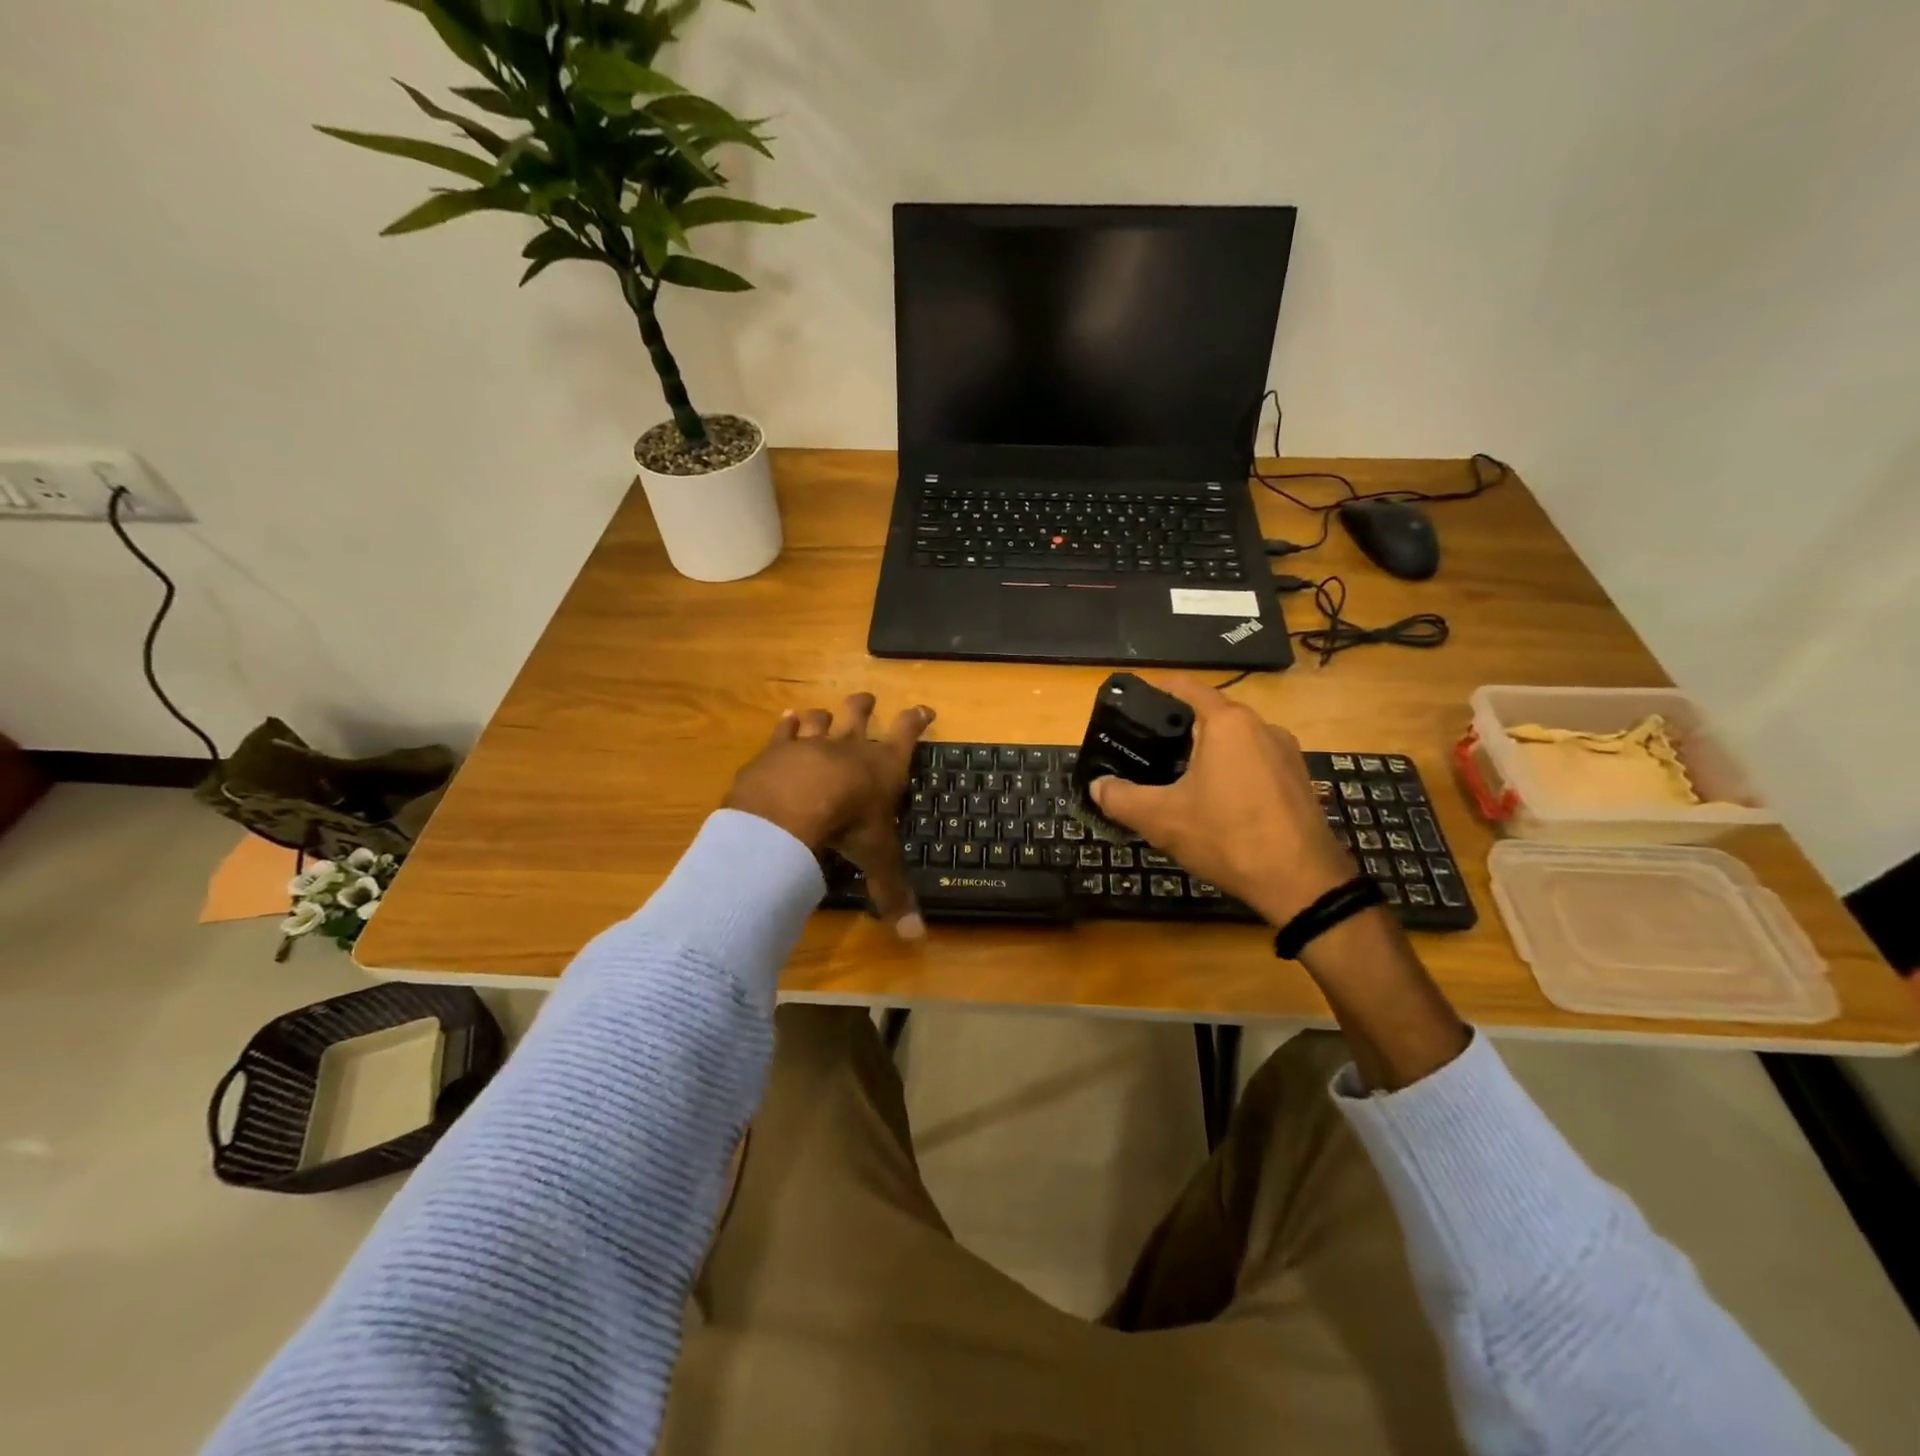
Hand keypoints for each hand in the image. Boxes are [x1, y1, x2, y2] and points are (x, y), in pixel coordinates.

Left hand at [724, 693, 933, 938]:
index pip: (907, 735)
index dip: (917, 721)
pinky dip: (787, 724)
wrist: (792, 806)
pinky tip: (787, 718)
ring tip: (823, 712)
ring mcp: (811, 743)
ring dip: (824, 715)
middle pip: (859, 715)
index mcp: (882, 767)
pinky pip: (785, 730)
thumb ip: (892, 893)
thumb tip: (916, 938)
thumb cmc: (846, 826)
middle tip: (867, 697)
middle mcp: (849, 747)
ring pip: (821, 719)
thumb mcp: (875, 858)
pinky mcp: (777, 749)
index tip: (924, 708)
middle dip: (864, 706)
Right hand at [1089, 677, 1354, 928]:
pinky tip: (1216, 804)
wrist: (1302, 883)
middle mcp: (1262, 727)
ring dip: (1207, 755)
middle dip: (1178, 731)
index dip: (1156, 690)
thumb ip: (1121, 798)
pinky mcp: (1299, 781)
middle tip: (1146, 752)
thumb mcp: (1161, 819)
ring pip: (1235, 742)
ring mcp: (1286, 754)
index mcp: (1228, 723)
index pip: (1186, 688)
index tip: (1133, 704)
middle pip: (1211, 716)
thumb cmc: (1227, 836)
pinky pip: (1255, 764)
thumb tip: (1097, 786)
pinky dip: (1232, 773)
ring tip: (1176, 780)